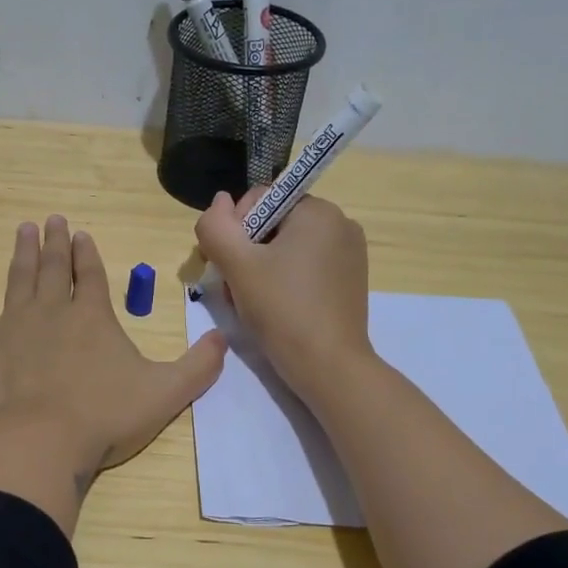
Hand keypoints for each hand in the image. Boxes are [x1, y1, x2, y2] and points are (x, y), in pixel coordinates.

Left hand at [0, 216, 226, 531]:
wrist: (43, 442)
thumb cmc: (105, 417)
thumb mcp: (166, 393)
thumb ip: (198, 366)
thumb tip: (224, 340)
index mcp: (92, 317)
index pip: (90, 275)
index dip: (86, 254)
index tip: (80, 234)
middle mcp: (51, 311)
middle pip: (52, 268)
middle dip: (53, 243)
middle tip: (50, 220)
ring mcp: (12, 326)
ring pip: (17, 280)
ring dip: (21, 254)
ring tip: (22, 229)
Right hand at [194, 190, 373, 403]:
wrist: (328, 367)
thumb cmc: (282, 309)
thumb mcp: (237, 265)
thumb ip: (216, 226)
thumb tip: (218, 202)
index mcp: (319, 211)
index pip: (259, 200)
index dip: (233, 229)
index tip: (227, 265)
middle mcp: (340, 224)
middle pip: (272, 225)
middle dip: (247, 252)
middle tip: (236, 288)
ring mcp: (350, 254)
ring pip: (286, 248)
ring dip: (261, 269)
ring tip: (252, 302)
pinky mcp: (350, 280)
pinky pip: (306, 267)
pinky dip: (284, 281)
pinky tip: (275, 308)